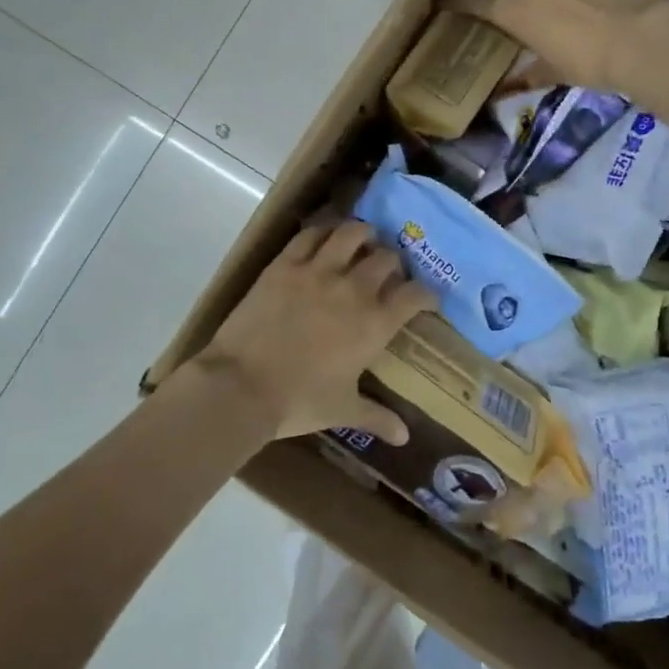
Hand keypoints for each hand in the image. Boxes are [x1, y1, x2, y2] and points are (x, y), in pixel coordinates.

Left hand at [194, 221, 435, 443]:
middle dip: (394, 263)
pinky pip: (310, 235)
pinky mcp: (285, 264)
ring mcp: (318, 271)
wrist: (242, 386)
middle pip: (387, 259)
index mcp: (375, 324)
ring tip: (363, 239)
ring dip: (363, 234)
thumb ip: (377, 417)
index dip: (426, 294)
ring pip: (351, 234)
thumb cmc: (298, 402)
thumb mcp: (343, 410)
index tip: (425, 300)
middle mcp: (354, 289)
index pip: (415, 295)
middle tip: (388, 272)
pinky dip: (322, 231)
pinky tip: (324, 237)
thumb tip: (404, 437)